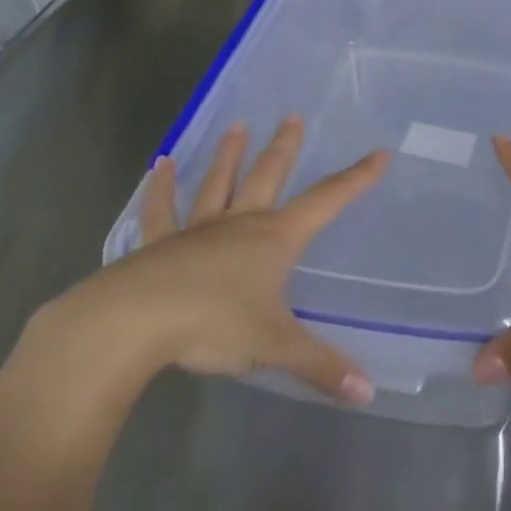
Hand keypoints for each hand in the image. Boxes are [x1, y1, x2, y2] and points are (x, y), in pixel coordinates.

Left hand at [27, 115, 386, 407]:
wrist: (132, 323)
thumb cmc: (213, 325)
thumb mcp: (274, 346)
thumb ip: (321, 367)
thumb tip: (368, 394)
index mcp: (275, 239)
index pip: (327, 201)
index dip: (356, 179)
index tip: (378, 153)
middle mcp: (240, 223)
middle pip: (268, 176)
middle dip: (284, 147)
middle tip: (292, 115)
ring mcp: (196, 230)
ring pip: (217, 183)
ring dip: (228, 154)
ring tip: (236, 125)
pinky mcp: (158, 244)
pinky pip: (161, 210)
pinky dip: (160, 188)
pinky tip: (158, 164)